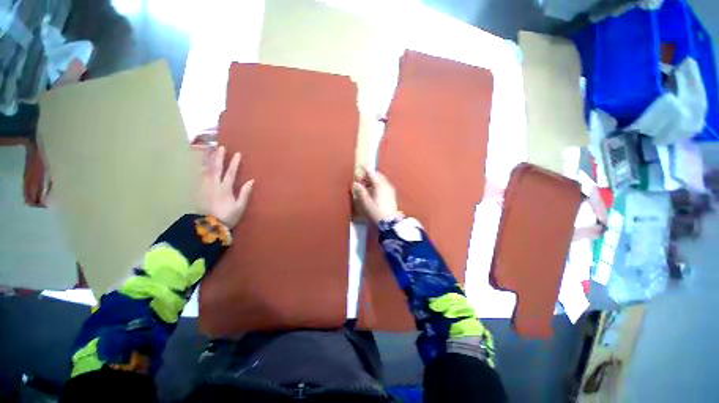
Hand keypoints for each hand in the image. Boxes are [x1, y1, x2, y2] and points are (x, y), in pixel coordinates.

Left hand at [200, 146, 253, 227]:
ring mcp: (204, 187)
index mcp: (225, 188)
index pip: (230, 173)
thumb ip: (245, 193)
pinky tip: (202, 165)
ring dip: (208, 160)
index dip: (234, 163)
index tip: (237, 153)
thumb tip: (251, 181)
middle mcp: (214, 185)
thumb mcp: (240, 207)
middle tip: (220, 147)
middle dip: (218, 157)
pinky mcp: (198, 190)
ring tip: (209, 151)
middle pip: (216, 168)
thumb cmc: (227, 216)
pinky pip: (200, 176)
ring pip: (206, 170)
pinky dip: (201, 168)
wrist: (208, 225)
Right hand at [352, 167, 398, 224]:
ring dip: (373, 180)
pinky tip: (373, 190)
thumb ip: (361, 192)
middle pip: (378, 175)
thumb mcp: (366, 203)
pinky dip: (378, 184)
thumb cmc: (377, 212)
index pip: (372, 174)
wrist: (389, 222)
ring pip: (381, 180)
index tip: (361, 166)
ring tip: (366, 185)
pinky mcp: (392, 194)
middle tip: (361, 179)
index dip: (366, 170)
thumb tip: (355, 184)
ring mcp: (390, 190)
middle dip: (369, 175)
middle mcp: (386, 185)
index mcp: (380, 186)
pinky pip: (384, 184)